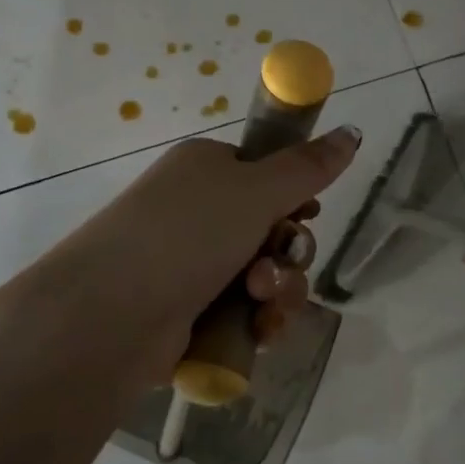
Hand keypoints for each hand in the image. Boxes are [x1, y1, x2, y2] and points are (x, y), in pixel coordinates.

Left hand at [36, 125, 360, 387]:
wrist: (111, 315)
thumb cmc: (186, 235)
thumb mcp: (255, 190)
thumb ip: (309, 167)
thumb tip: (353, 131)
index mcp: (207, 170)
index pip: (268, 176)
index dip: (295, 198)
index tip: (306, 214)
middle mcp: (200, 213)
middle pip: (275, 230)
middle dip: (288, 254)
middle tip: (271, 267)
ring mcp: (193, 265)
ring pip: (268, 275)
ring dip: (279, 290)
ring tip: (259, 302)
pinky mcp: (194, 313)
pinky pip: (248, 312)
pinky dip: (261, 321)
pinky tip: (259, 332)